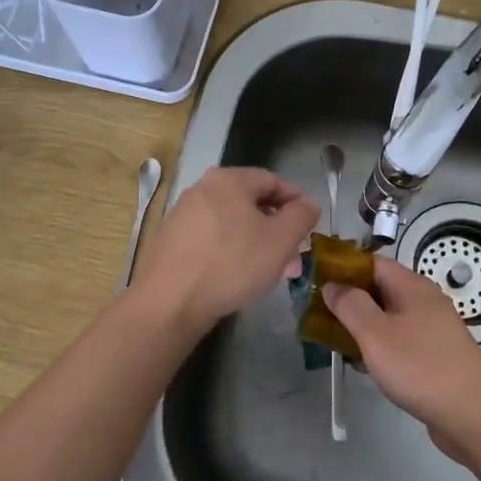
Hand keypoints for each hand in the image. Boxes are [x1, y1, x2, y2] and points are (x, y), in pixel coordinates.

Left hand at [131, 166, 320, 337]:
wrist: (171, 301)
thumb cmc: (232, 263)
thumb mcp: (280, 240)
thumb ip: (301, 216)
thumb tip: (307, 203)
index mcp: (228, 180)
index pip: (272, 180)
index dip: (295, 199)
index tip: (309, 223)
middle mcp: (202, 189)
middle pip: (251, 202)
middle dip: (276, 228)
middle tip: (293, 254)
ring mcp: (183, 215)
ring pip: (232, 223)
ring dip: (257, 242)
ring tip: (272, 271)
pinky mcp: (173, 241)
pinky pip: (213, 238)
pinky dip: (232, 250)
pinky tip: (240, 276)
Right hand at [322, 257, 480, 457]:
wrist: (474, 415)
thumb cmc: (420, 367)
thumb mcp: (375, 333)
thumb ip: (350, 305)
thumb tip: (332, 285)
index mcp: (412, 286)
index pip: (371, 262)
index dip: (342, 268)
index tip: (315, 282)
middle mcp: (424, 301)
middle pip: (379, 289)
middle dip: (349, 300)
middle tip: (318, 316)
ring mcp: (432, 329)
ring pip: (388, 317)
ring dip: (361, 326)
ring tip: (333, 341)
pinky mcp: (435, 355)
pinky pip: (399, 340)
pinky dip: (380, 346)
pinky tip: (364, 365)